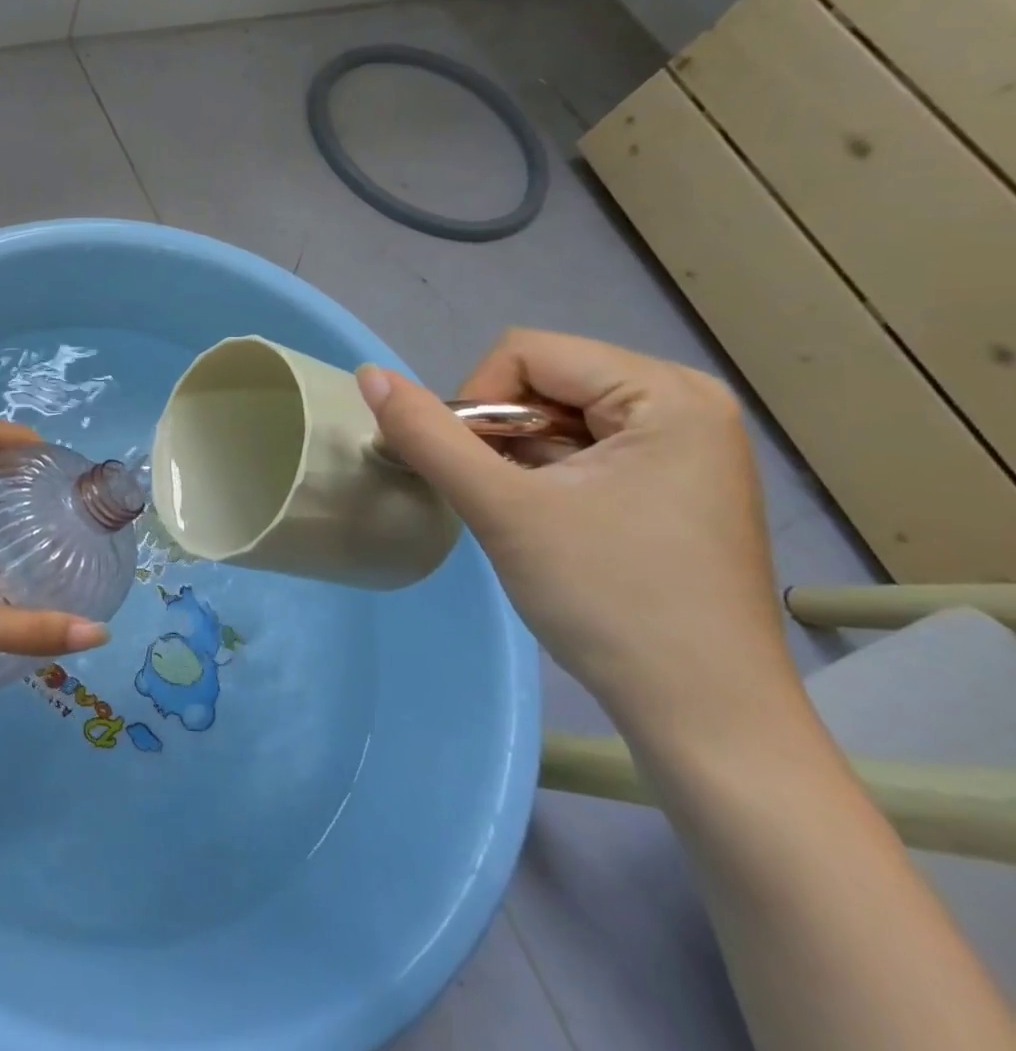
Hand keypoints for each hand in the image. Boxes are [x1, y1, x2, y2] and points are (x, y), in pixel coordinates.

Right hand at [358, 329, 803, 740]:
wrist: (705, 719)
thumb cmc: (611, 602)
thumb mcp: (503, 510)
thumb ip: (428, 435)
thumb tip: (369, 375)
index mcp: (666, 393)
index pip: (526, 354)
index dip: (479, 404)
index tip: (480, 474)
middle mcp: (685, 403)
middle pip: (543, 379)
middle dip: (500, 433)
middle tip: (499, 499)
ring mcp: (684, 445)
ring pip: (556, 415)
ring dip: (517, 457)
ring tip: (525, 517)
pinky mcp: (674, 482)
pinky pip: (584, 446)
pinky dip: (546, 474)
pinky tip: (550, 524)